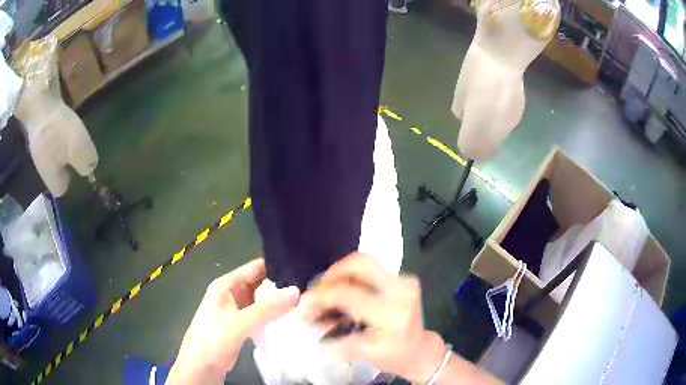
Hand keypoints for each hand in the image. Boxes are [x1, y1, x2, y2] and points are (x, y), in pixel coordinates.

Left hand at [167, 259, 299, 384]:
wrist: (201, 367)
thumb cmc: (213, 339)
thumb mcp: (239, 323)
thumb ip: (266, 309)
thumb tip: (296, 291)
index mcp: (225, 285)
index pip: (254, 268)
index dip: (275, 266)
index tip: (301, 267)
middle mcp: (231, 294)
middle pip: (258, 284)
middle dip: (280, 285)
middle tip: (308, 286)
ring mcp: (236, 311)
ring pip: (260, 301)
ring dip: (278, 301)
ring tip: (305, 300)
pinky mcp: (241, 326)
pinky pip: (260, 316)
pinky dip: (273, 315)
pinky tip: (291, 317)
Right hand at [301, 253, 448, 382]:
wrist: (420, 350)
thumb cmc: (394, 356)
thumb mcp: (364, 353)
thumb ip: (335, 335)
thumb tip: (307, 319)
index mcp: (390, 313)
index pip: (347, 294)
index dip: (321, 296)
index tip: (305, 304)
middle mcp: (400, 290)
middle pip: (360, 263)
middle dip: (332, 273)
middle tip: (318, 289)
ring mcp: (405, 281)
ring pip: (365, 262)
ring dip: (341, 273)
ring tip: (328, 290)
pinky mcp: (404, 278)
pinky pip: (372, 269)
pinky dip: (353, 276)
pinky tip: (344, 291)